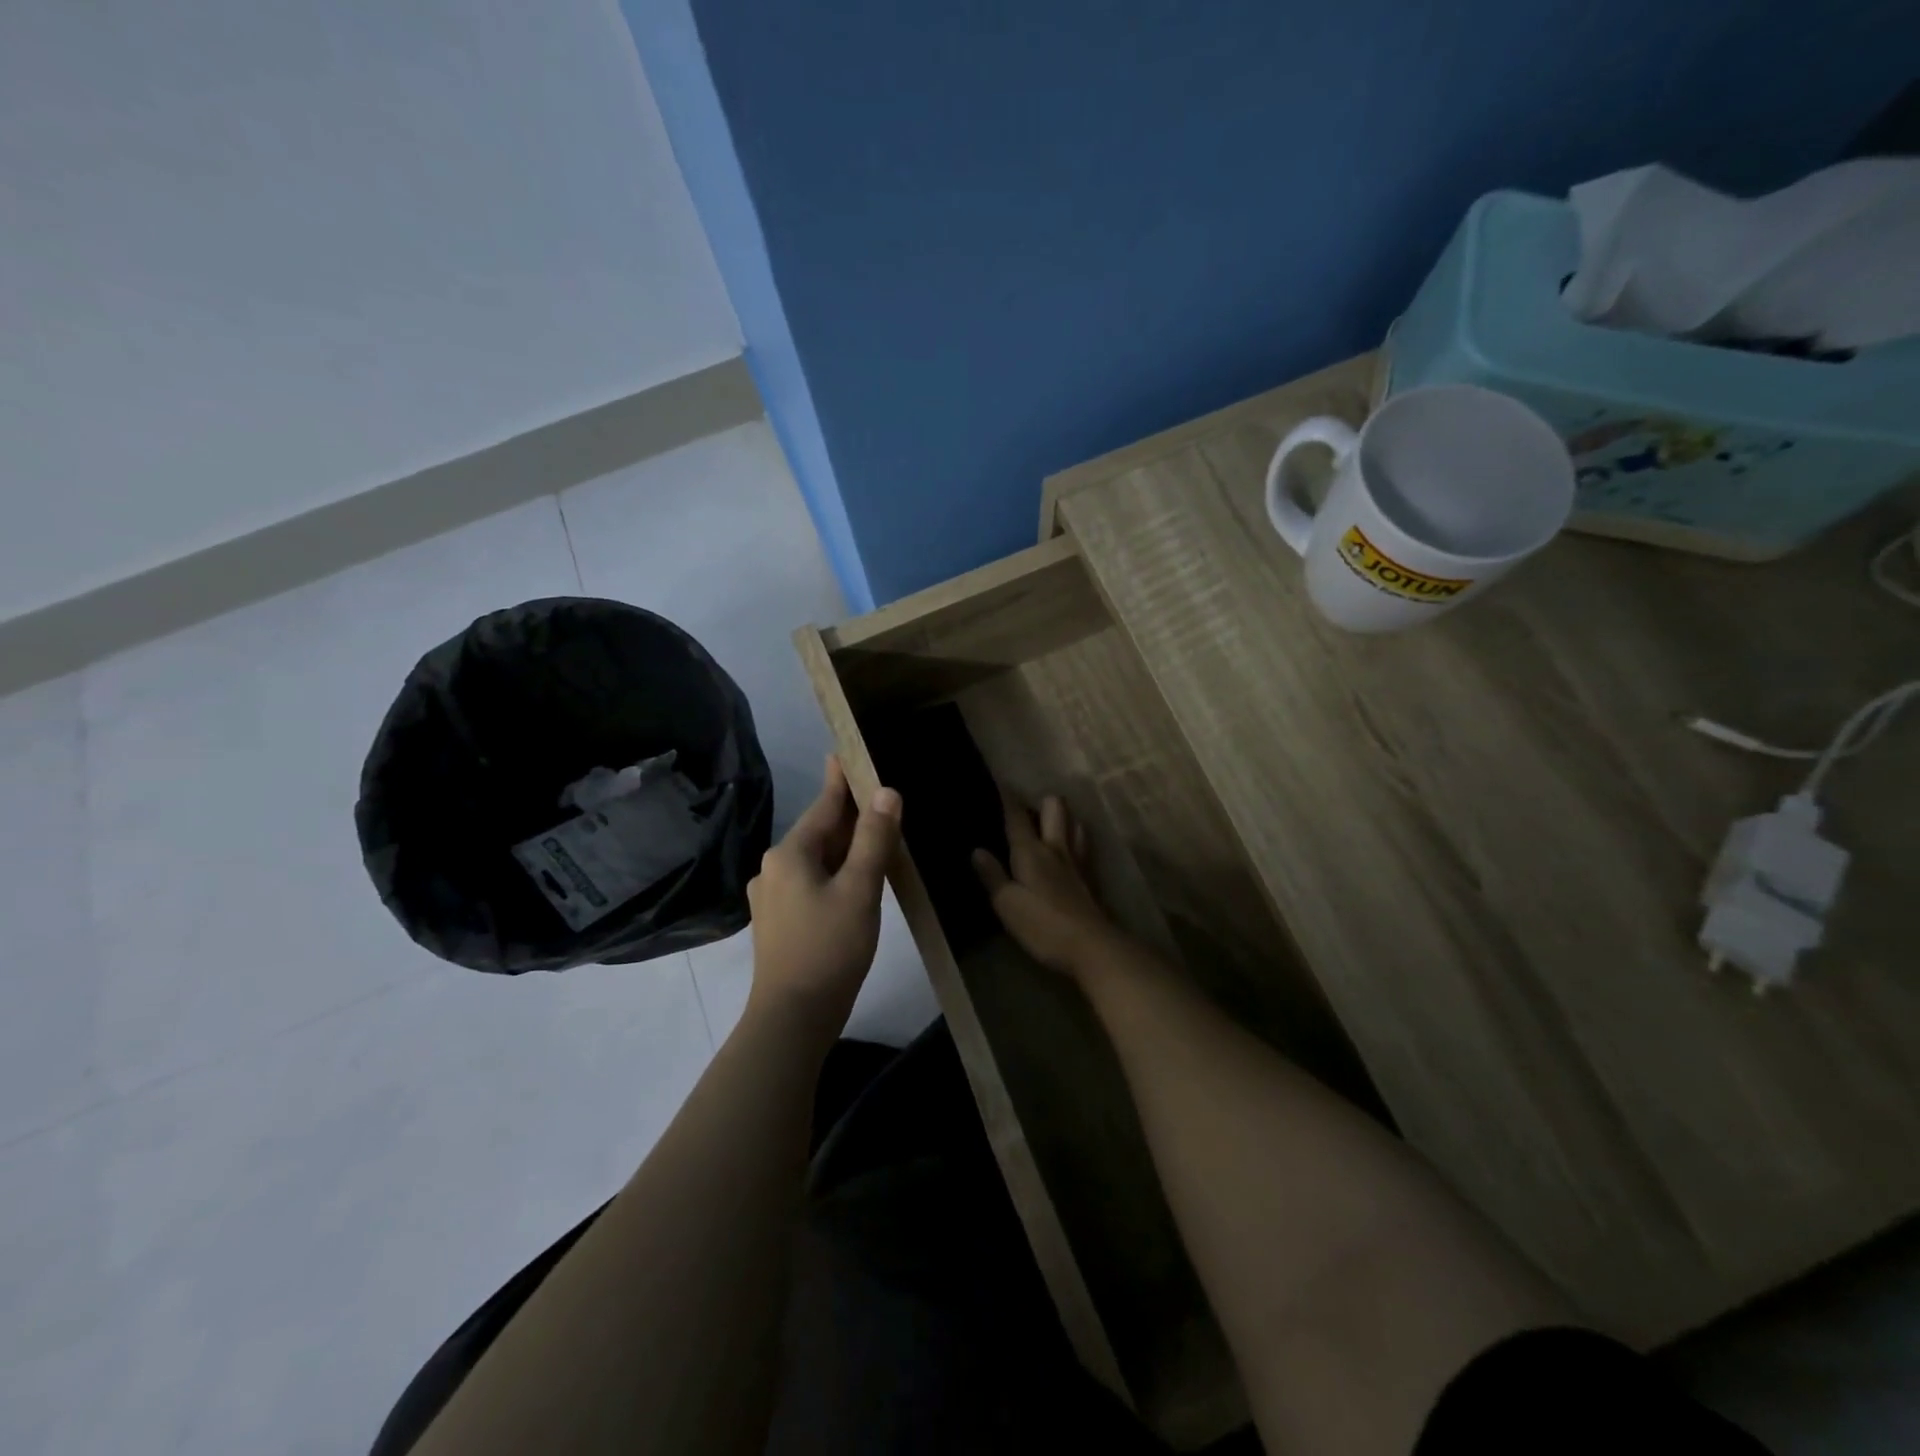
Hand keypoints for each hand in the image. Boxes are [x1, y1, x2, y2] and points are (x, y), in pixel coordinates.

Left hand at [746, 756, 901, 1038]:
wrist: (792, 1017)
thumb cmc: (829, 948)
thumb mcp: (860, 890)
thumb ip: (874, 839)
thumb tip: (886, 791)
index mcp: (790, 854)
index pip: (823, 806)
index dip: (840, 780)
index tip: (846, 753)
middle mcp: (774, 867)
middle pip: (818, 831)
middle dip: (847, 815)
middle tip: (877, 796)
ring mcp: (771, 896)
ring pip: (815, 858)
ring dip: (843, 845)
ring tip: (872, 836)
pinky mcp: (778, 921)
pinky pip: (810, 881)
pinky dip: (834, 871)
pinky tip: (852, 880)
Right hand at [972, 791, 1116, 975]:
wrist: (1092, 947)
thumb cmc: (1043, 925)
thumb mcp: (1007, 904)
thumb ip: (992, 876)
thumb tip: (977, 850)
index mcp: (1031, 851)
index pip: (1016, 816)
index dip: (1007, 797)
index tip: (999, 780)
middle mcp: (1056, 848)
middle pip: (1055, 807)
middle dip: (1041, 802)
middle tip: (1026, 812)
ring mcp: (1077, 861)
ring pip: (1074, 822)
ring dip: (1063, 818)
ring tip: (1048, 827)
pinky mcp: (1090, 877)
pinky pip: (1083, 845)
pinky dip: (1074, 839)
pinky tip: (1067, 851)